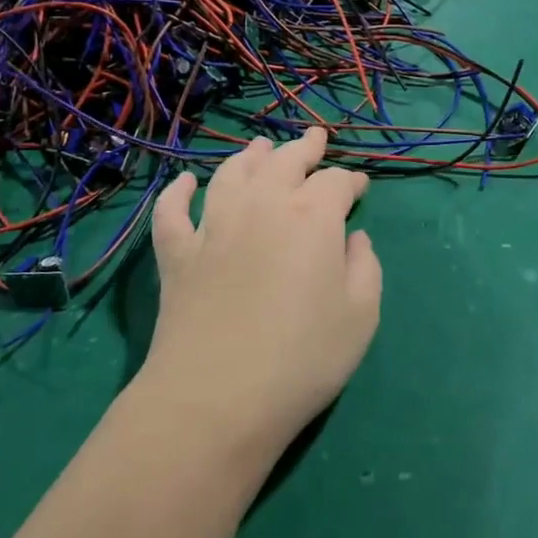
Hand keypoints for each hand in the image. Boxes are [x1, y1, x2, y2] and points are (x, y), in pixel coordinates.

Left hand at [139, 128, 382, 466]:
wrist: (218, 398)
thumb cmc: (302, 359)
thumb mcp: (361, 317)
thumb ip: (365, 268)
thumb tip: (353, 238)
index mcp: (312, 217)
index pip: (336, 182)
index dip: (351, 180)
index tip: (360, 187)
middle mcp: (262, 206)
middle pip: (284, 162)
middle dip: (304, 148)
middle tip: (315, 139)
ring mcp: (213, 226)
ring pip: (231, 174)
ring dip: (249, 157)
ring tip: (260, 149)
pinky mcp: (177, 253)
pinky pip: (172, 211)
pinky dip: (177, 192)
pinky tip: (185, 183)